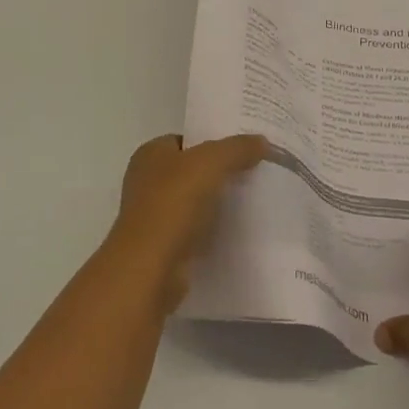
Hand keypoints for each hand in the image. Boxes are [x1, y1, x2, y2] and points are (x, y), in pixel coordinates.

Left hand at [110, 133, 266, 309]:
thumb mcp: (211, 162)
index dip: (213, 141)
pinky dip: (212, 230)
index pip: (186, 140)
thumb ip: (237, 148)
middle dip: (219, 173)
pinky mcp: (162, 247)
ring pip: (193, 202)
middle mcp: (146, 181)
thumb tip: (261, 141)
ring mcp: (153, 216)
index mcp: (150, 154)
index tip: (244, 149)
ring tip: (251, 200)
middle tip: (253, 173)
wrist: (151, 268)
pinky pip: (194, 230)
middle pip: (191, 171)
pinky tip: (236, 231)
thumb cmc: (174, 203)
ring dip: (217, 203)